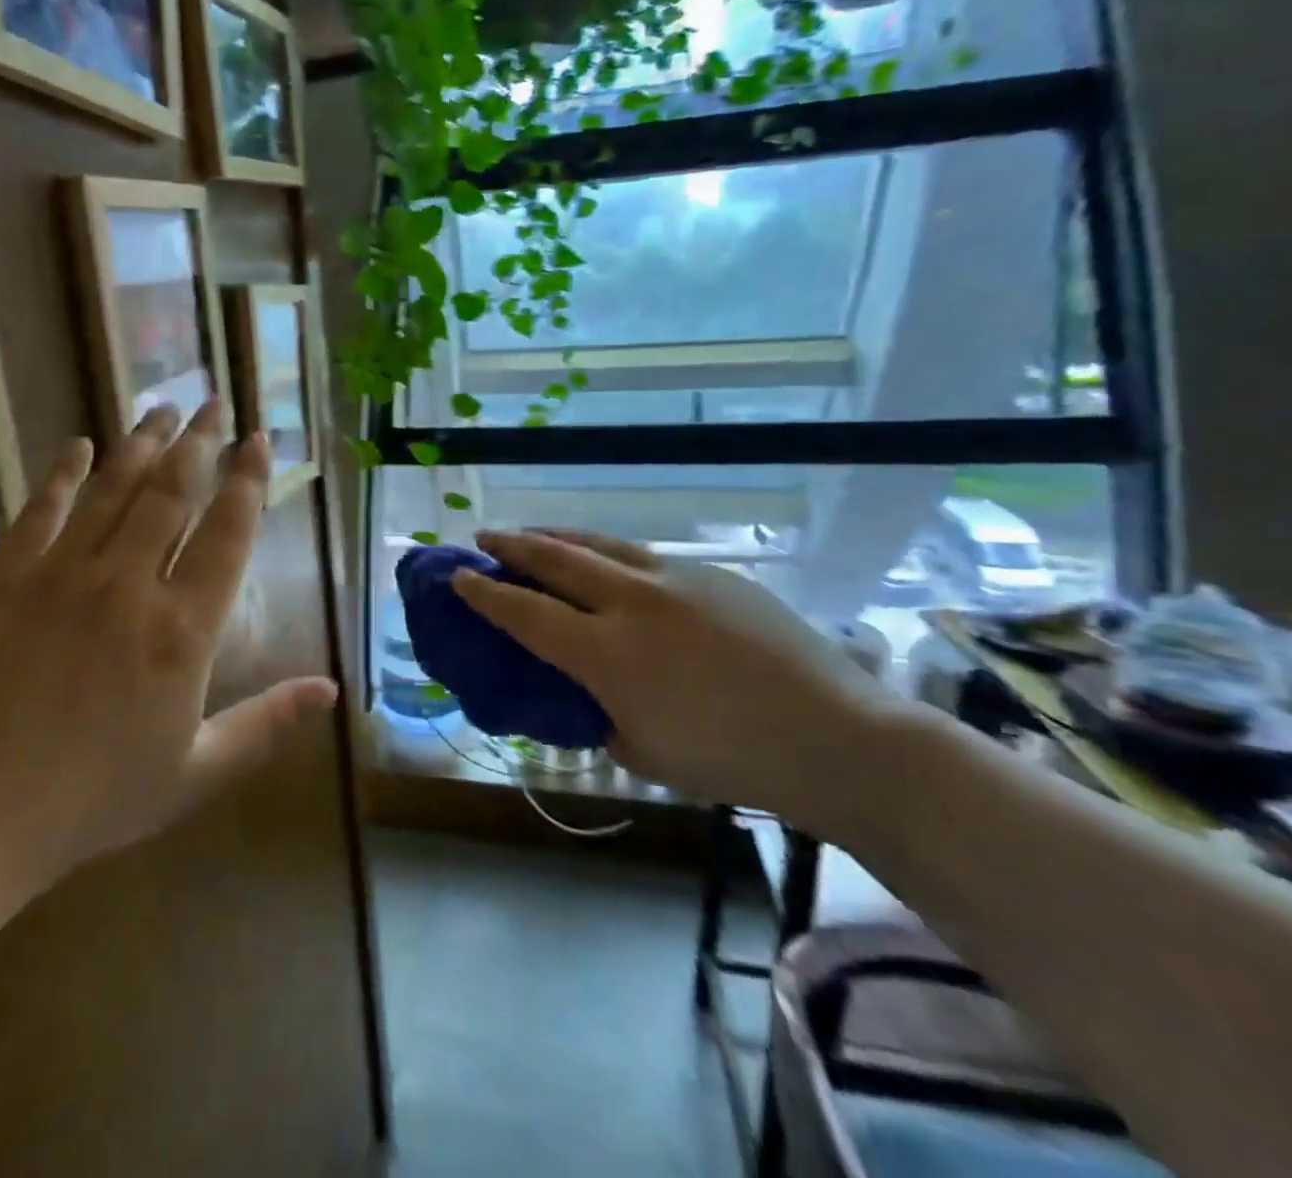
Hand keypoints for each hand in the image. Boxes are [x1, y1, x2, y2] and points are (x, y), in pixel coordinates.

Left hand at [0, 401, 337, 921]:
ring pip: (113, 489)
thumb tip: (331, 688)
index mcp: (182, 629)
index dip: (248, 480)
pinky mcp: (4, 578)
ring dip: (142, 444)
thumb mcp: (196, 773)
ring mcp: (61, 574)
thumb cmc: (93, 800)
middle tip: (214, 403)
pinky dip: (63, 474)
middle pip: (173, 492)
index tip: (259, 440)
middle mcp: (128, 583)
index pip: (227, 532)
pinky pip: (41, 510)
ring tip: (163, 408)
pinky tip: (78, 446)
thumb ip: (267, 724)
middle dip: (199, 442)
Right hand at [454, 529, 888, 829]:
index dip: (484, 593)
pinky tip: (605, 561)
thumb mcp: (638, 750)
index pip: (524, 611)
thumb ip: (594, 711)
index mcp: (605, 652)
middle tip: (484, 537)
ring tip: (532, 533)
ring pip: (597, 542)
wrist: (835, 736)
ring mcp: (673, 578)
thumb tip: (577, 687)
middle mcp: (630, 601)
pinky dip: (605, 551)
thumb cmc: (728, 759)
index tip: (457, 576)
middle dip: (511, 545)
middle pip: (554, 557)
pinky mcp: (710, 573)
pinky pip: (641, 554)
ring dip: (555, 535)